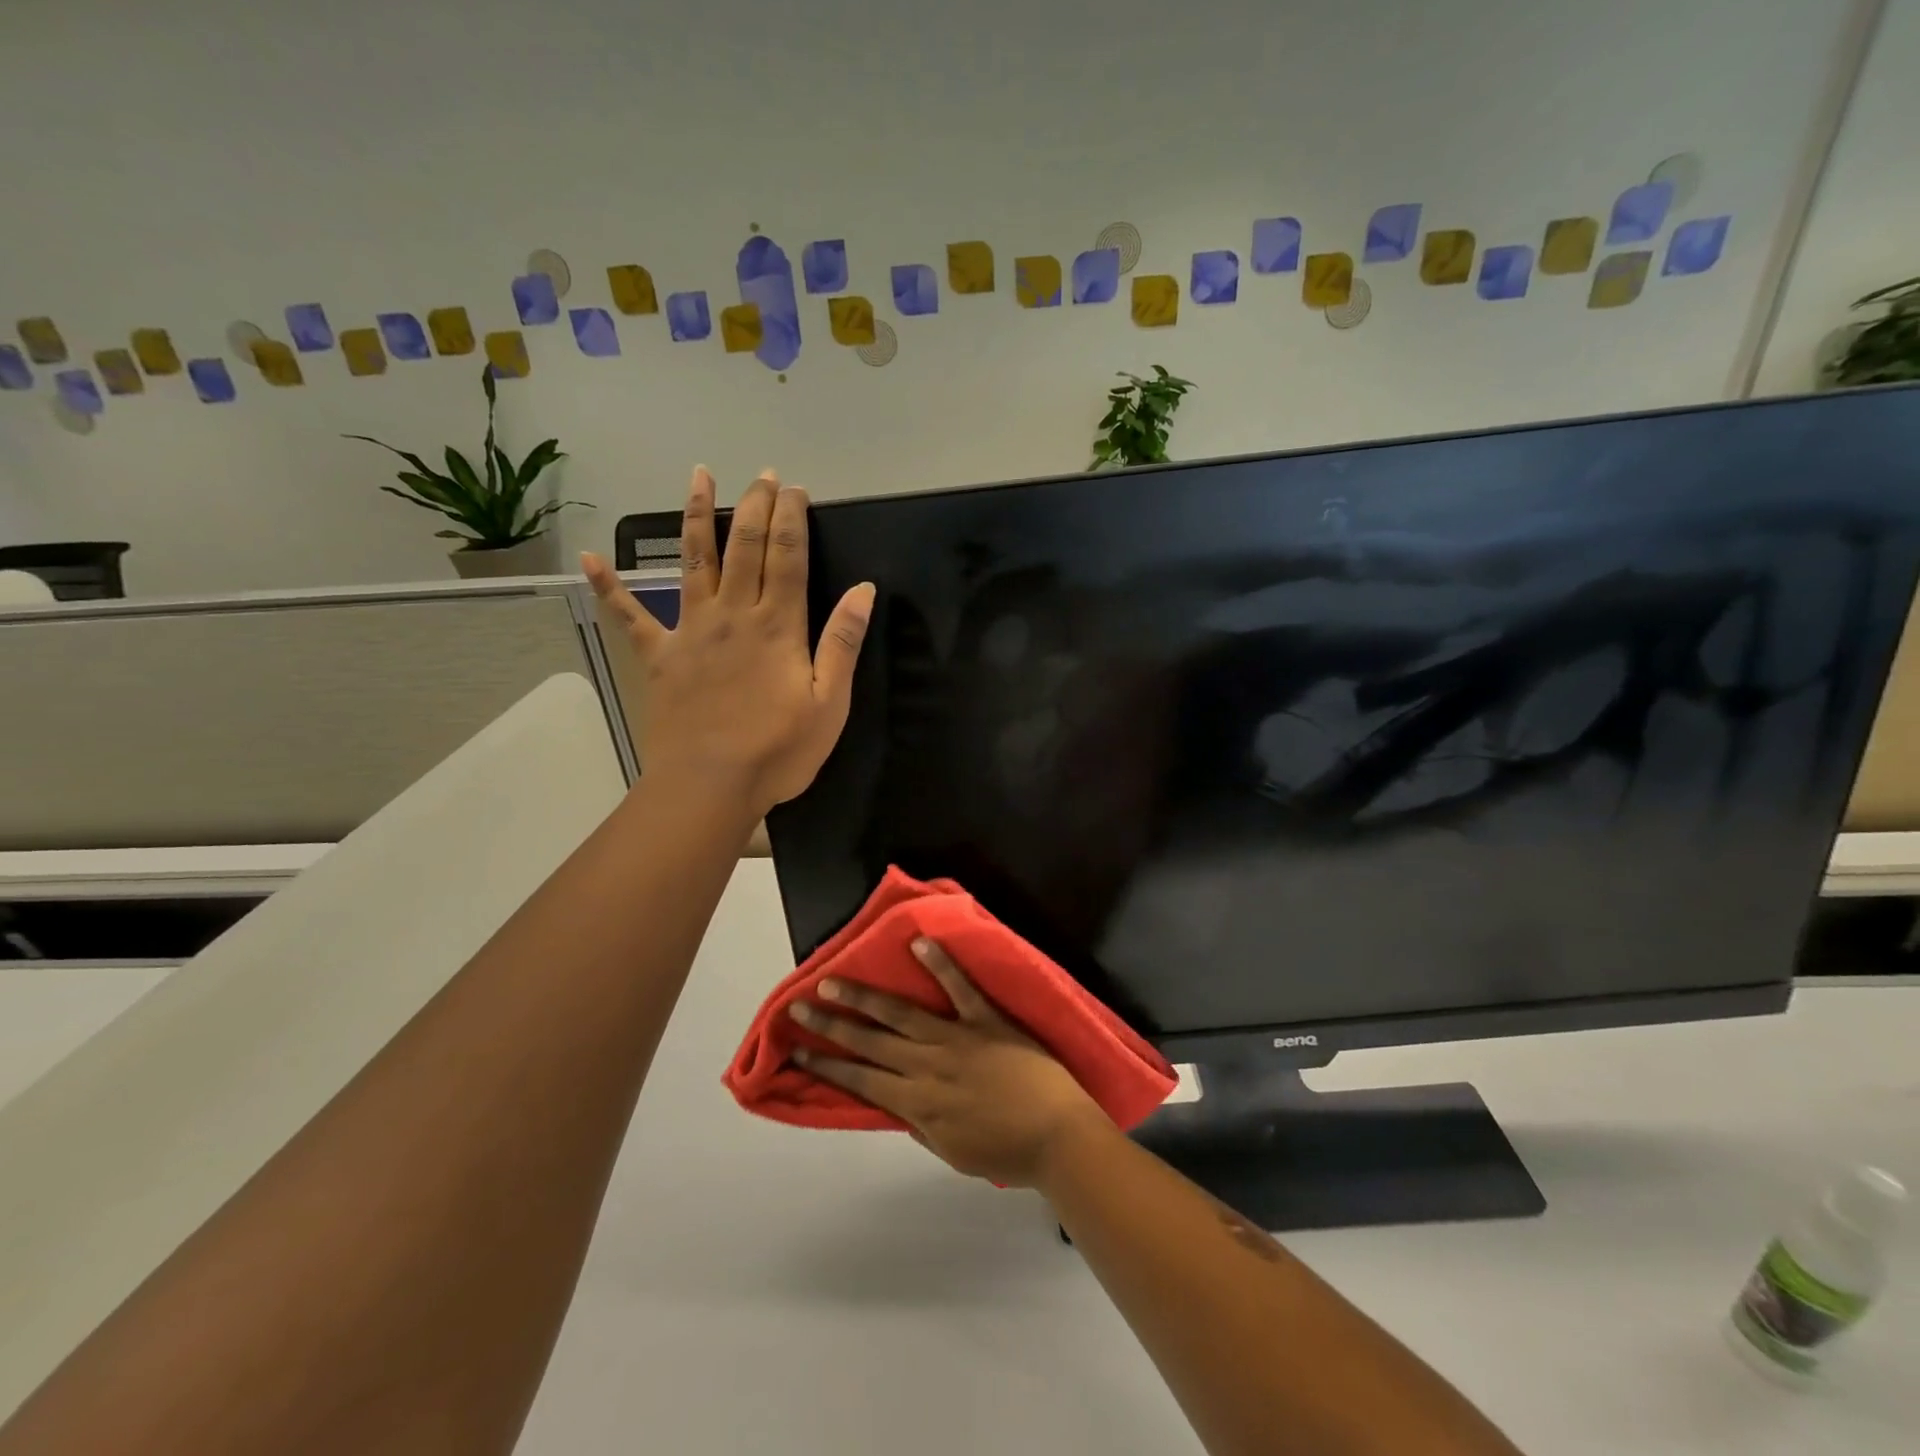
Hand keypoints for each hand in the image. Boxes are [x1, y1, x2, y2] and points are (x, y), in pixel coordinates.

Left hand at [583, 467, 874, 821]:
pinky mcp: (660, 656)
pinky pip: (630, 616)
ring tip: (699, 476)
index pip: (787, 557)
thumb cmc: (778, 751)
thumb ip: (843, 643)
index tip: (795, 489)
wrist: (709, 786)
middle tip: (763, 474)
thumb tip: (863, 590)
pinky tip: (592, 559)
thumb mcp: (830, 703)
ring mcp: (691, 631)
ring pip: (693, 561)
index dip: (792, 519)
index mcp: (777, 626)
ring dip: (696, 516)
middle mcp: (732, 615)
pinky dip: (610, 587)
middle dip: (755, 506)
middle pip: (744, 547)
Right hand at [789, 938, 1111, 1187]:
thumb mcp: (953, 1153)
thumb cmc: (1007, 1152)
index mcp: (918, 1103)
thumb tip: (894, 1105)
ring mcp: (956, 1039)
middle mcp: (927, 1067)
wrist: (1058, 1137)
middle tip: (799, 1008)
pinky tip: (918, 942)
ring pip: (900, 1014)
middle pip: (869, 1043)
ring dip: (863, 997)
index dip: (827, 1065)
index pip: (861, 1081)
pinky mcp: (985, 1019)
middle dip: (830, 1026)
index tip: (798, 1050)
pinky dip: (940, 964)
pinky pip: (959, 987)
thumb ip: (921, 1126)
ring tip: (832, 981)